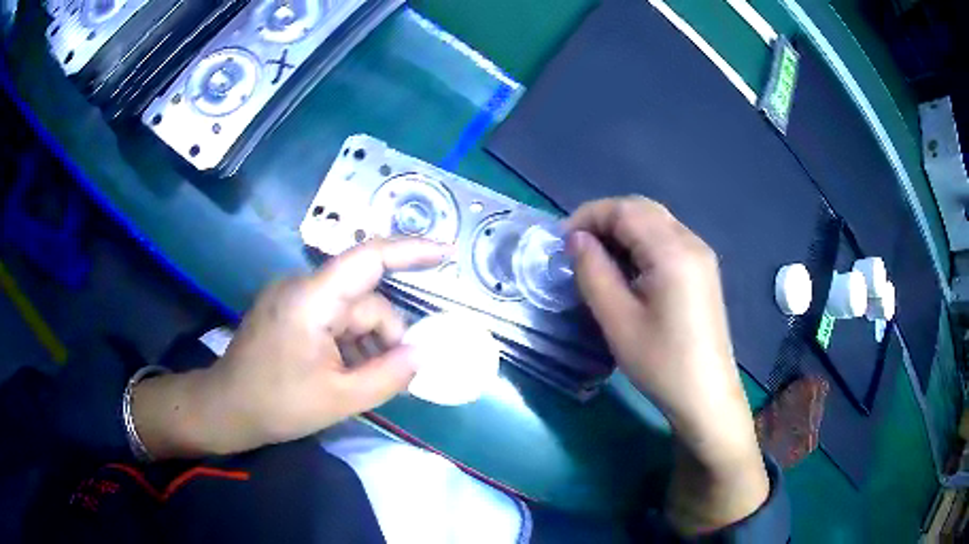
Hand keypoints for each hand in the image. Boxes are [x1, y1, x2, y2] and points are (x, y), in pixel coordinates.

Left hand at [133, 238, 451, 458]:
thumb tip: (421, 354)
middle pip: (364, 300)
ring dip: (365, 344)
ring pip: (349, 312)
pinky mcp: (288, 310)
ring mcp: (293, 297)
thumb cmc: (277, 404)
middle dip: (385, 337)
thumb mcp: (340, 398)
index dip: (411, 251)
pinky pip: (332, 318)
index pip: (368, 258)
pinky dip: (347, 343)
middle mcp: (302, 286)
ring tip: (361, 382)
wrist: (226, 408)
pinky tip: (344, 372)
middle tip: (395, 377)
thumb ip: (388, 375)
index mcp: (312, 300)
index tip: (446, 254)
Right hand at [567, 196, 767, 533]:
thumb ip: (593, 271)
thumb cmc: (661, 363)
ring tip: (597, 260)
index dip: (588, 216)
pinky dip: (640, 244)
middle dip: (604, 220)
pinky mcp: (703, 271)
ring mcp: (701, 256)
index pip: (625, 209)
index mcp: (673, 251)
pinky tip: (627, 271)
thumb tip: (576, 240)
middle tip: (576, 249)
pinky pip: (667, 240)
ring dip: (622, 231)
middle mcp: (691, 242)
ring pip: (655, 222)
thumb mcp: (617, 320)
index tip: (561, 242)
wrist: (706, 396)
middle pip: (642, 209)